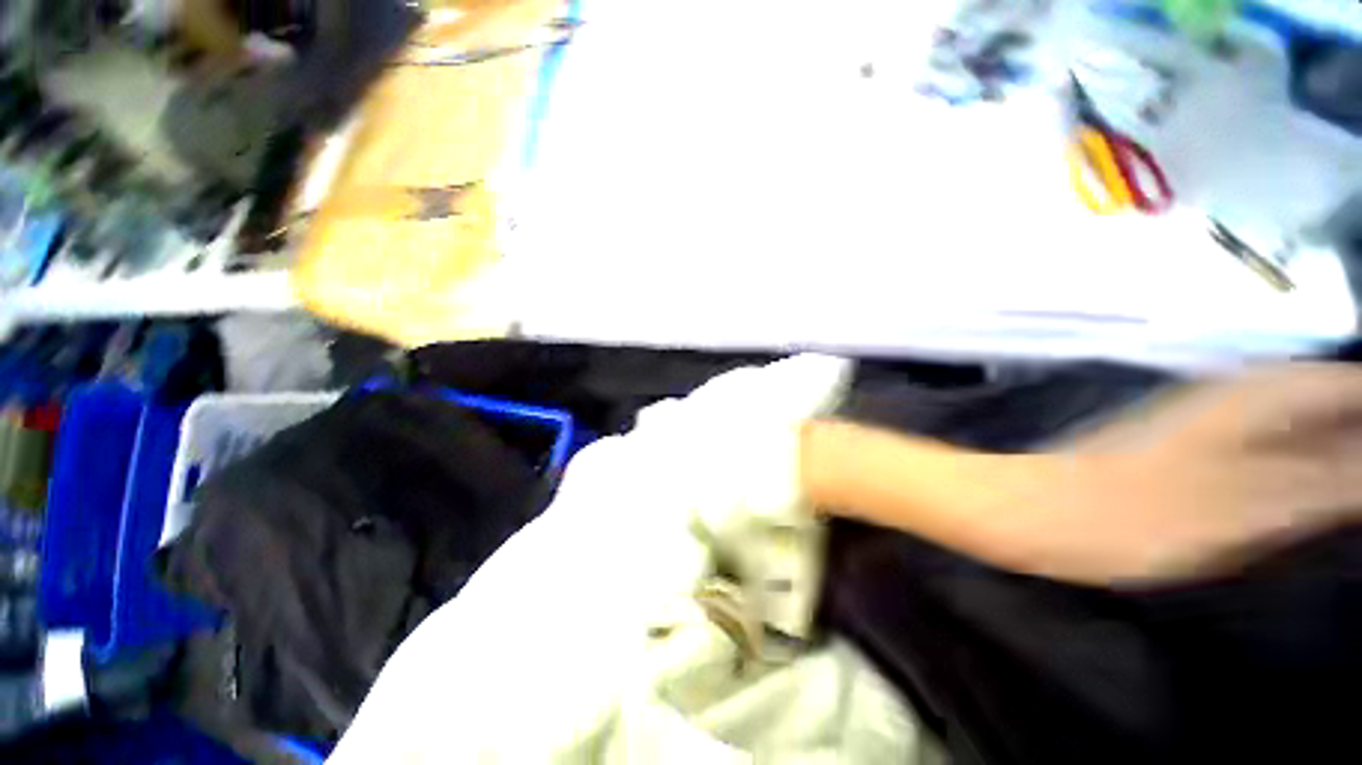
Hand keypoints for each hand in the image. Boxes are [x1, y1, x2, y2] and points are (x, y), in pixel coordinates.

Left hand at [1047, 363, 1361, 583]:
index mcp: (1254, 397)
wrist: (1036, 513)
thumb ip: (1333, 481)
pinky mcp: (1191, 458)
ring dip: (1344, 457)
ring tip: (1358, 500)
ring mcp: (1211, 427)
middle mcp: (1236, 399)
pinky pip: (1271, 456)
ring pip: (1305, 430)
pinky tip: (1323, 504)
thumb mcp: (1248, 506)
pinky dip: (1308, 475)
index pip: (1353, 385)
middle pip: (1334, 404)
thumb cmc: (1133, 514)